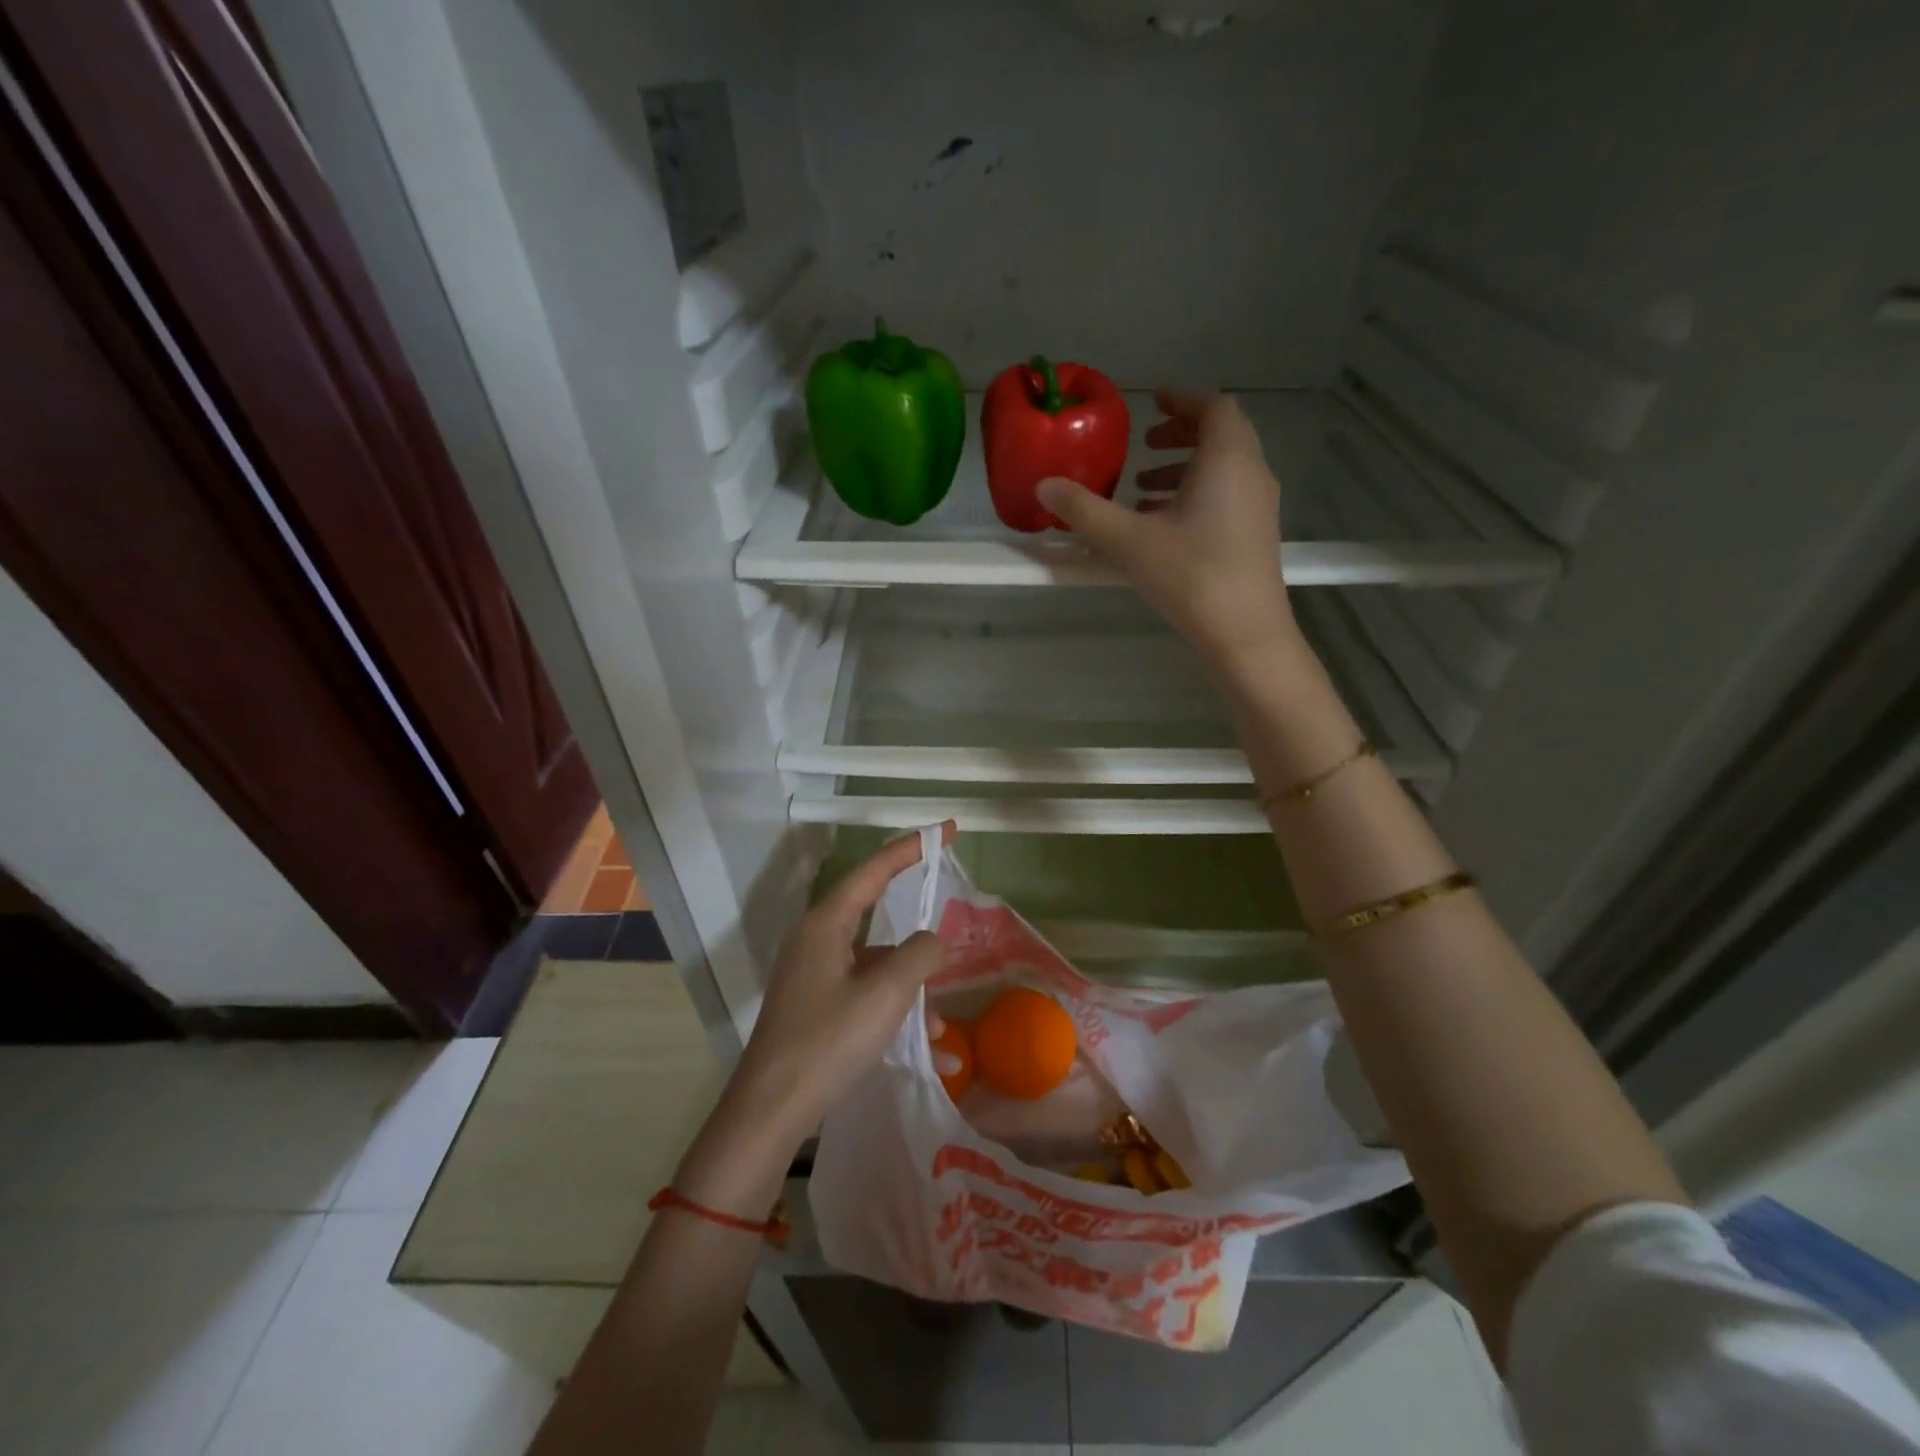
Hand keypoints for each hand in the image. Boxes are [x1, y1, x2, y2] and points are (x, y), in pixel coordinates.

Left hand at [728, 825, 954, 1148]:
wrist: (771, 1109)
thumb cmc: (829, 1040)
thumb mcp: (886, 993)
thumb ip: (920, 954)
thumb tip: (933, 939)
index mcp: (826, 924)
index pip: (875, 869)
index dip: (912, 847)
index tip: (948, 831)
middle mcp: (817, 939)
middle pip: (877, 914)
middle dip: (917, 931)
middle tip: (952, 921)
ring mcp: (814, 972)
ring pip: (876, 962)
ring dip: (910, 988)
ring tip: (938, 1029)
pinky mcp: (816, 1003)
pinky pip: (865, 991)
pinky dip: (893, 1010)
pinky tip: (926, 1050)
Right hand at [1038, 389, 1297, 674]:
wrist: (1245, 633)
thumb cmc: (1191, 575)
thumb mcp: (1129, 540)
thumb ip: (1085, 510)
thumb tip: (1044, 486)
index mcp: (1227, 459)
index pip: (1213, 406)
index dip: (1182, 399)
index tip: (1151, 402)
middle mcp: (1251, 473)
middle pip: (1221, 435)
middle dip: (1181, 433)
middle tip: (1144, 444)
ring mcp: (1259, 506)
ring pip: (1223, 469)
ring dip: (1184, 469)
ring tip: (1141, 488)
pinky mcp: (1256, 535)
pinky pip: (1226, 495)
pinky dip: (1195, 495)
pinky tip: (1161, 525)